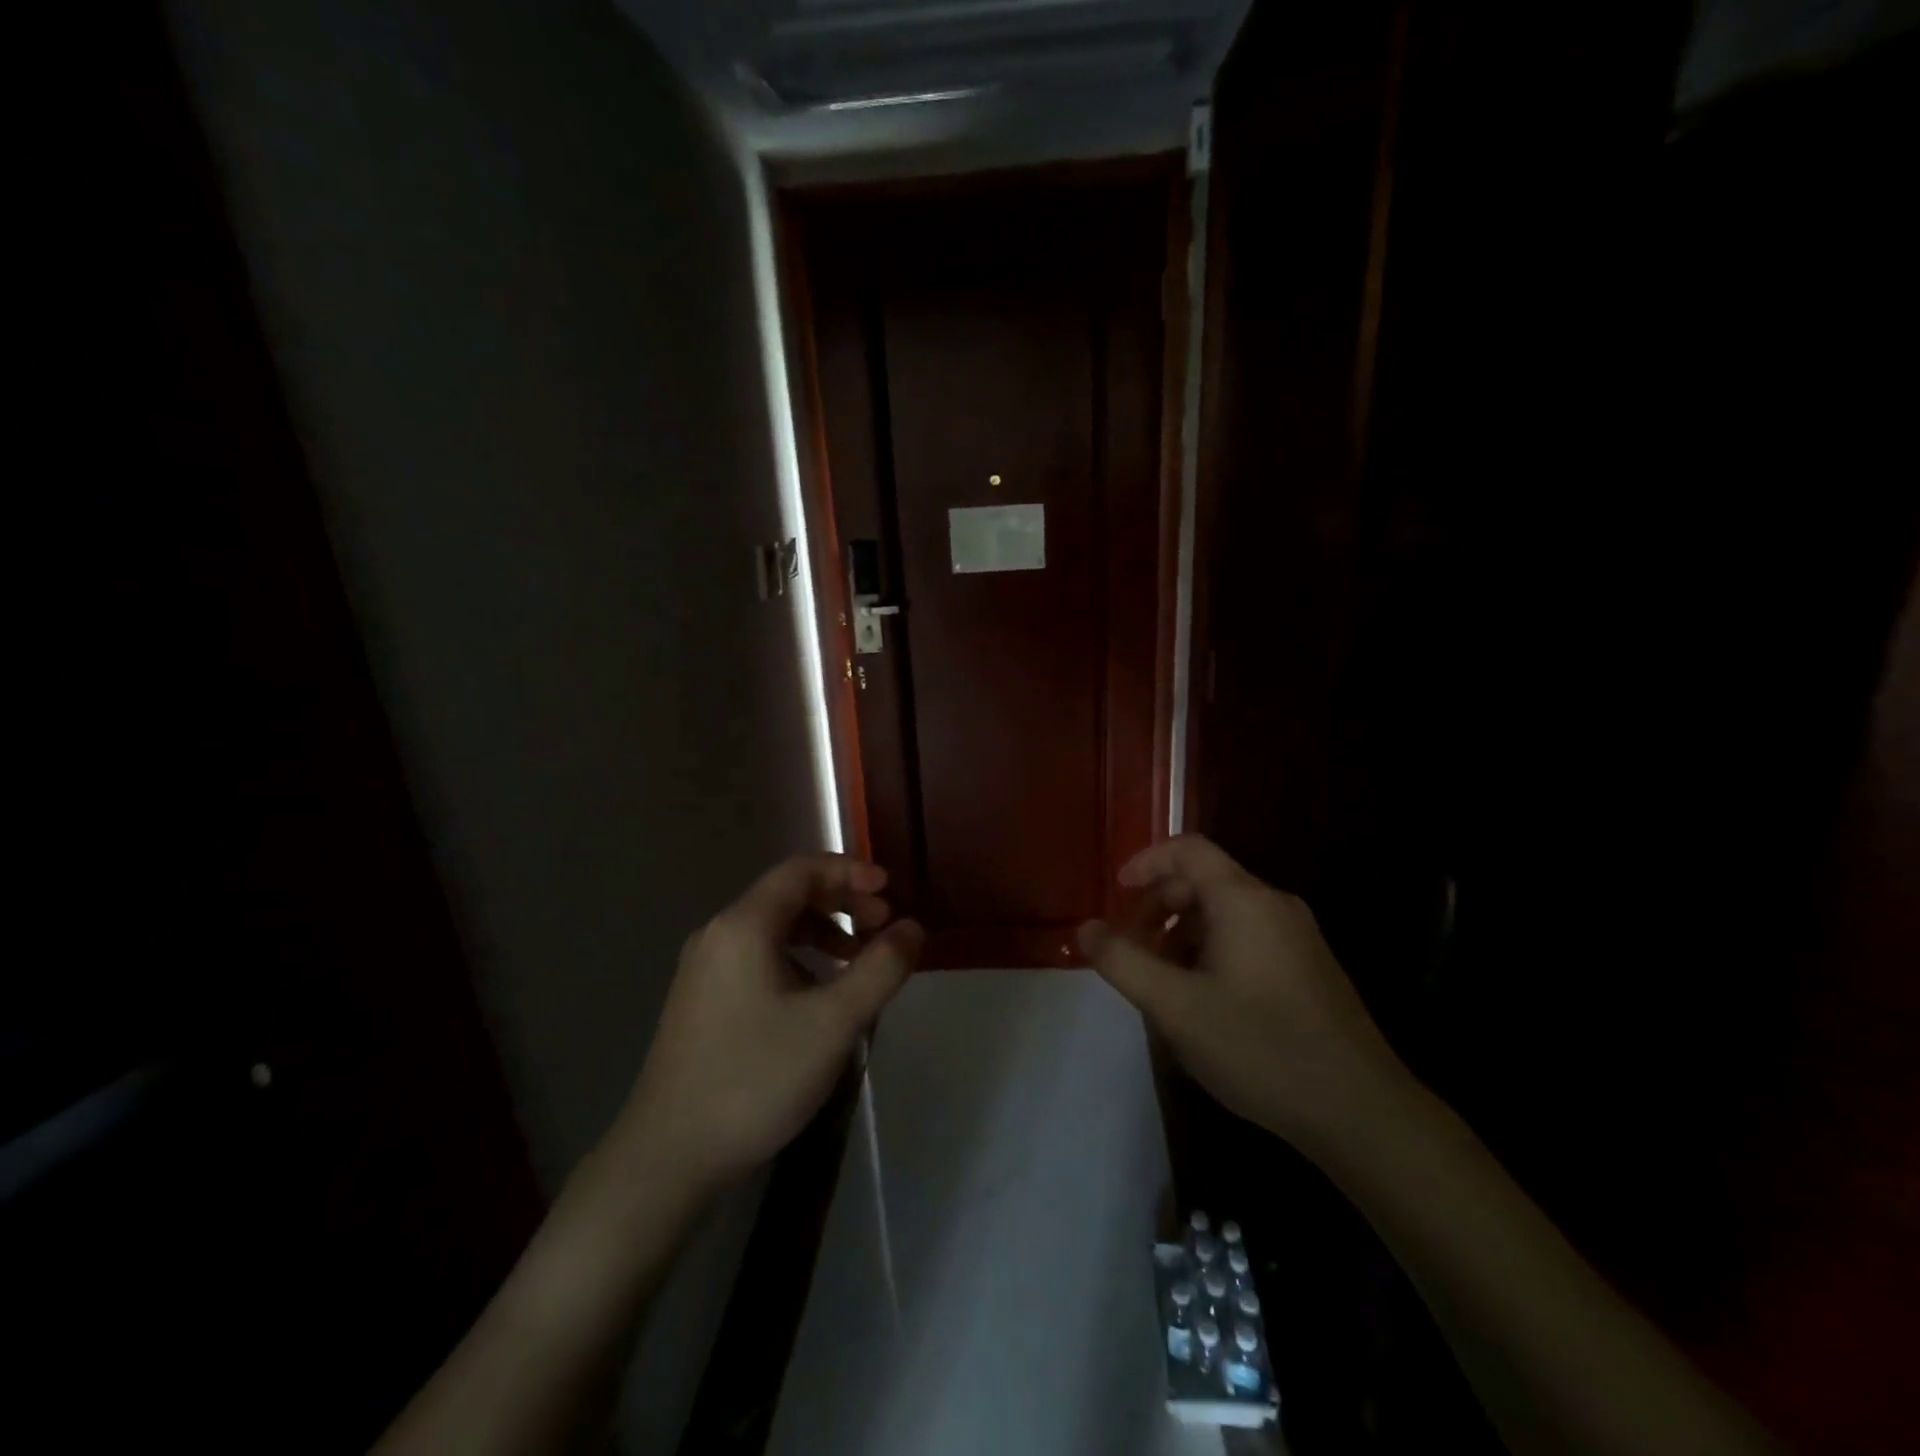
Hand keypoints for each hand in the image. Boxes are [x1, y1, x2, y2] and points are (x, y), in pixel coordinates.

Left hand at [613, 853, 922, 1193]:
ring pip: (773, 930)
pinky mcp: (701, 1001)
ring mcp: (704, 969)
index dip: (850, 871)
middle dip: (841, 903)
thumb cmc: (756, 1077)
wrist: (668, 1156)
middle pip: (788, 896)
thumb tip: (913, 928)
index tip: (889, 889)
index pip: (802, 871)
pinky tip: (818, 996)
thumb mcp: (833, 1022)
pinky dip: (797, 959)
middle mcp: (718, 934)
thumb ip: (880, 969)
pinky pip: (758, 957)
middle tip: (883, 926)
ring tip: (858, 960)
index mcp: (744, 926)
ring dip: (822, 933)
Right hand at [1078, 835, 1409, 1149]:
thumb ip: (1123, 962)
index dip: (1147, 861)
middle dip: (1160, 907)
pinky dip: (1213, 949)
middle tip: (1132, 948)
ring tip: (1162, 980)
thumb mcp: (1175, 1007)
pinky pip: (1250, 937)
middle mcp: (1275, 905)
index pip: (1189, 849)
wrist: (1360, 1111)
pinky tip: (1204, 999)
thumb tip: (1085, 929)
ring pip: (1227, 913)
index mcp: (1244, 900)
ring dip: (1184, 933)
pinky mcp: (1311, 967)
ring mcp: (1299, 936)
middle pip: (1205, 881)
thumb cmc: (1259, 1047)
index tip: (1117, 892)